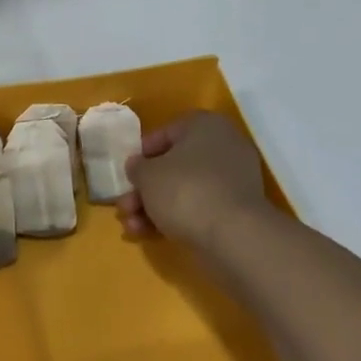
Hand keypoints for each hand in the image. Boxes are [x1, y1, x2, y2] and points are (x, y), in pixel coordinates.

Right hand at [117, 112, 269, 248]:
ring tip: (132, 226)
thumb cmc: (184, 190)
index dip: (141, 154)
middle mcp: (223, 147)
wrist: (232, 235)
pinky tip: (149, 234)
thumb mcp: (147, 175)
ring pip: (183, 190)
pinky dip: (174, 218)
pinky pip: (198, 207)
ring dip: (153, 207)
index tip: (126, 174)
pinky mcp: (234, 209)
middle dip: (144, 189)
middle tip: (125, 206)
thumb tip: (138, 166)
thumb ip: (137, 167)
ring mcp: (232, 180)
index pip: (166, 133)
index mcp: (205, 126)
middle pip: (173, 166)